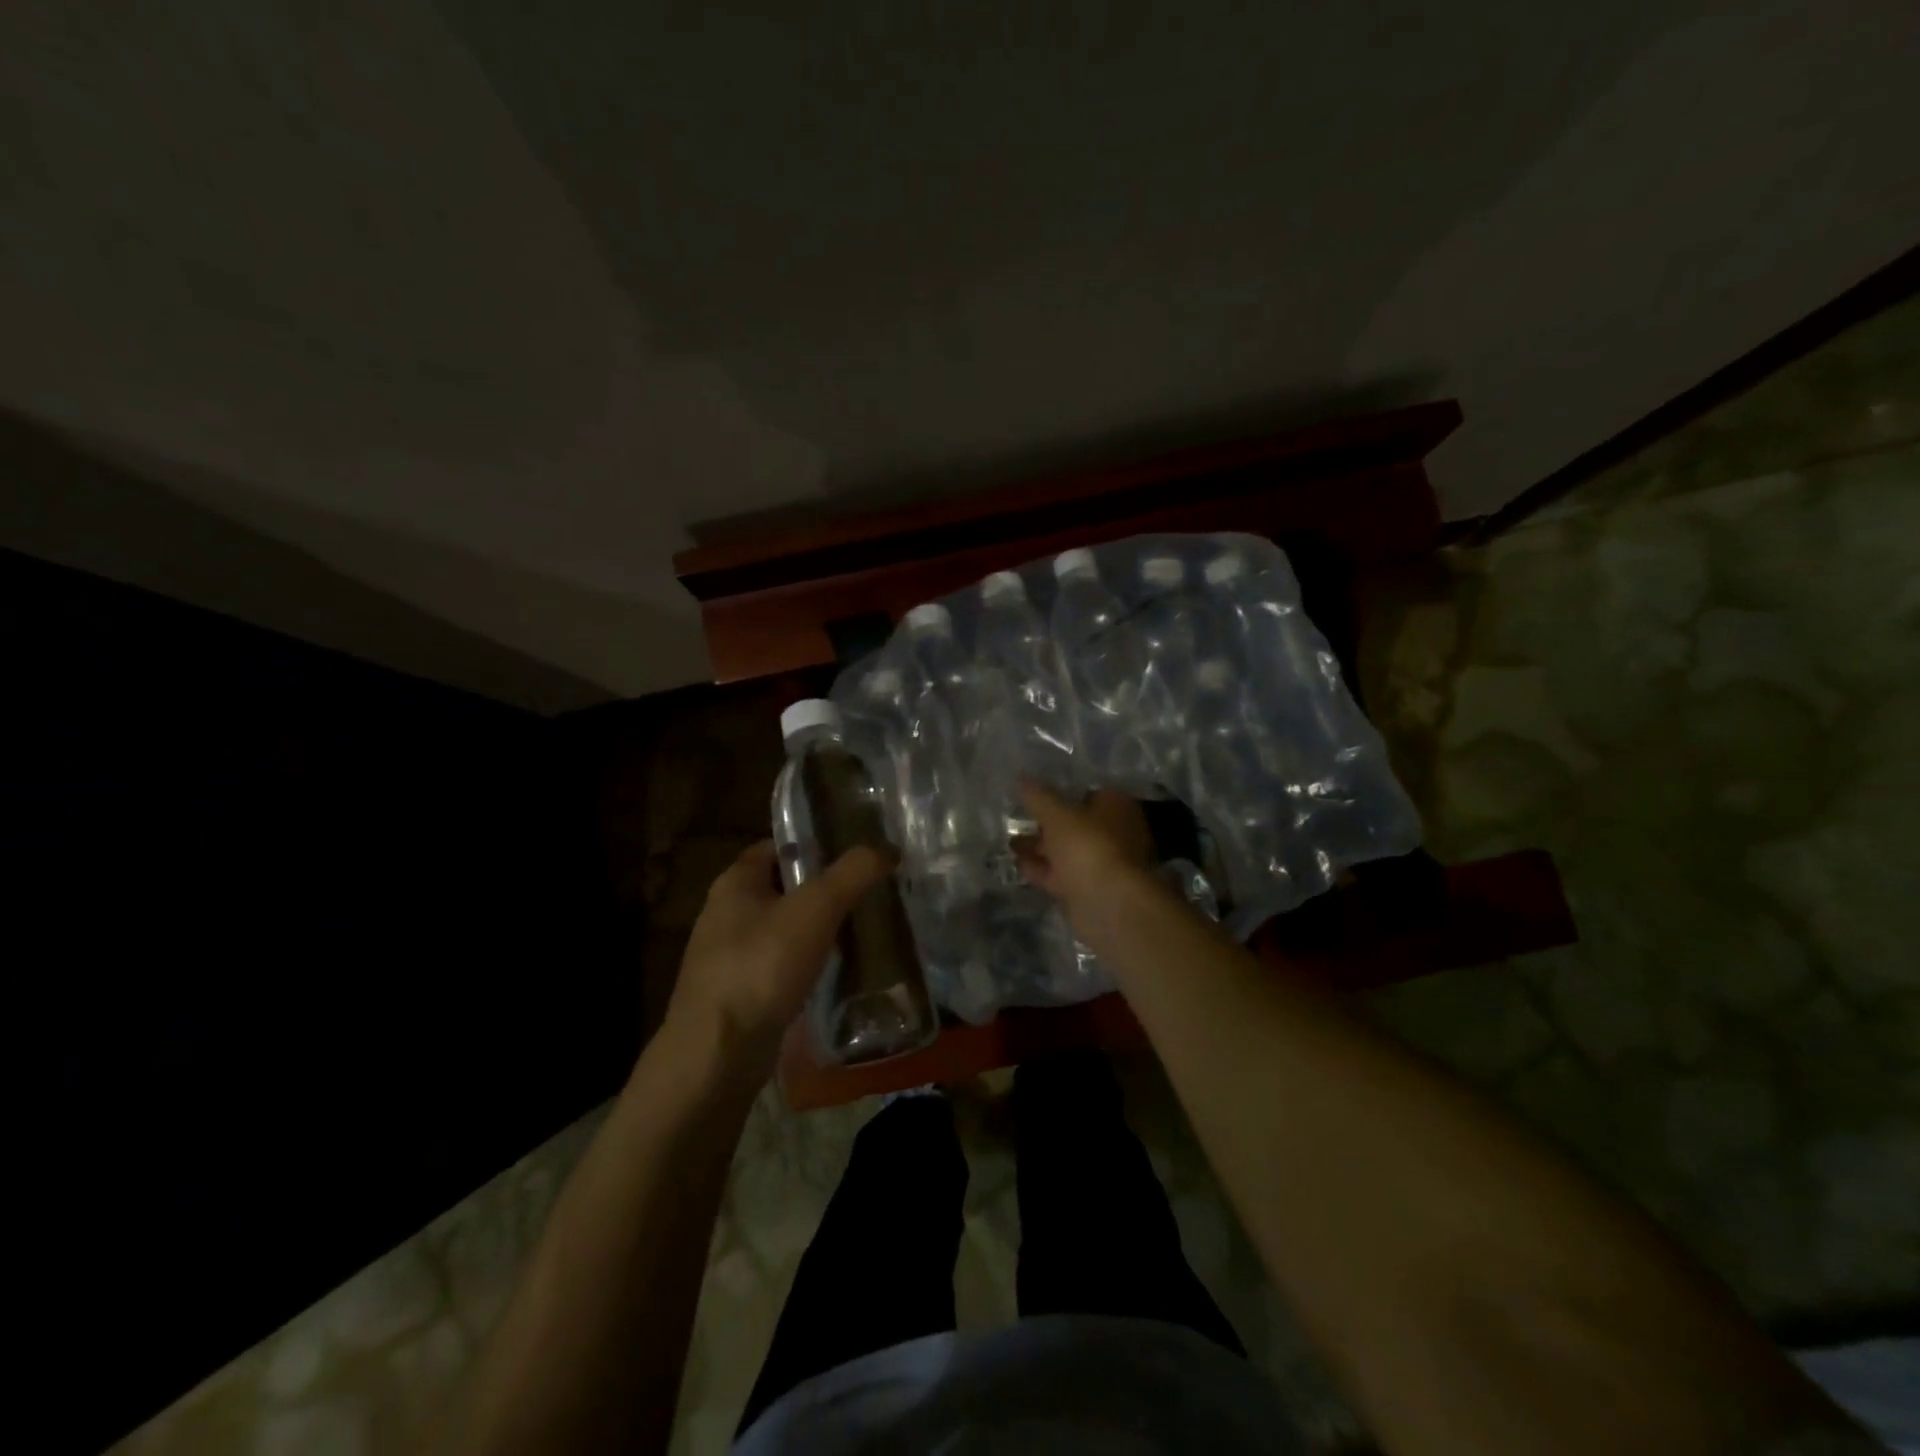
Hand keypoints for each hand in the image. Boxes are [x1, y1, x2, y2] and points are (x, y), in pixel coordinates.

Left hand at [663, 840, 892, 1080]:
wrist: (718, 1053)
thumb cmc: (762, 965)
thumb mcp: (816, 908)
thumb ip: (852, 873)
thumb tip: (887, 848)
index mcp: (735, 882)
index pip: (777, 846)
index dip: (814, 843)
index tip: (854, 851)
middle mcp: (726, 913)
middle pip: (783, 887)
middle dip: (822, 888)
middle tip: (867, 890)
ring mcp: (728, 956)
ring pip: (783, 929)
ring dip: (816, 928)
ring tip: (861, 929)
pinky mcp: (738, 993)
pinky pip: (780, 965)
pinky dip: (806, 963)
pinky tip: (835, 971)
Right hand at [1013, 783, 1155, 914]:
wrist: (1107, 902)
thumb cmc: (1087, 845)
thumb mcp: (1056, 814)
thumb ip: (1038, 796)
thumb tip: (1022, 778)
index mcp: (1116, 807)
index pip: (1090, 792)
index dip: (1064, 793)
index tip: (1036, 795)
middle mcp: (1114, 833)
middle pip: (1076, 824)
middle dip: (1047, 824)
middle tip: (1018, 820)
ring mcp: (1102, 863)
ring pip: (1067, 851)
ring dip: (1040, 848)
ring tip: (1010, 843)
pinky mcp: (1089, 889)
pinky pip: (1062, 874)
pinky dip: (1042, 869)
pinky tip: (1018, 865)